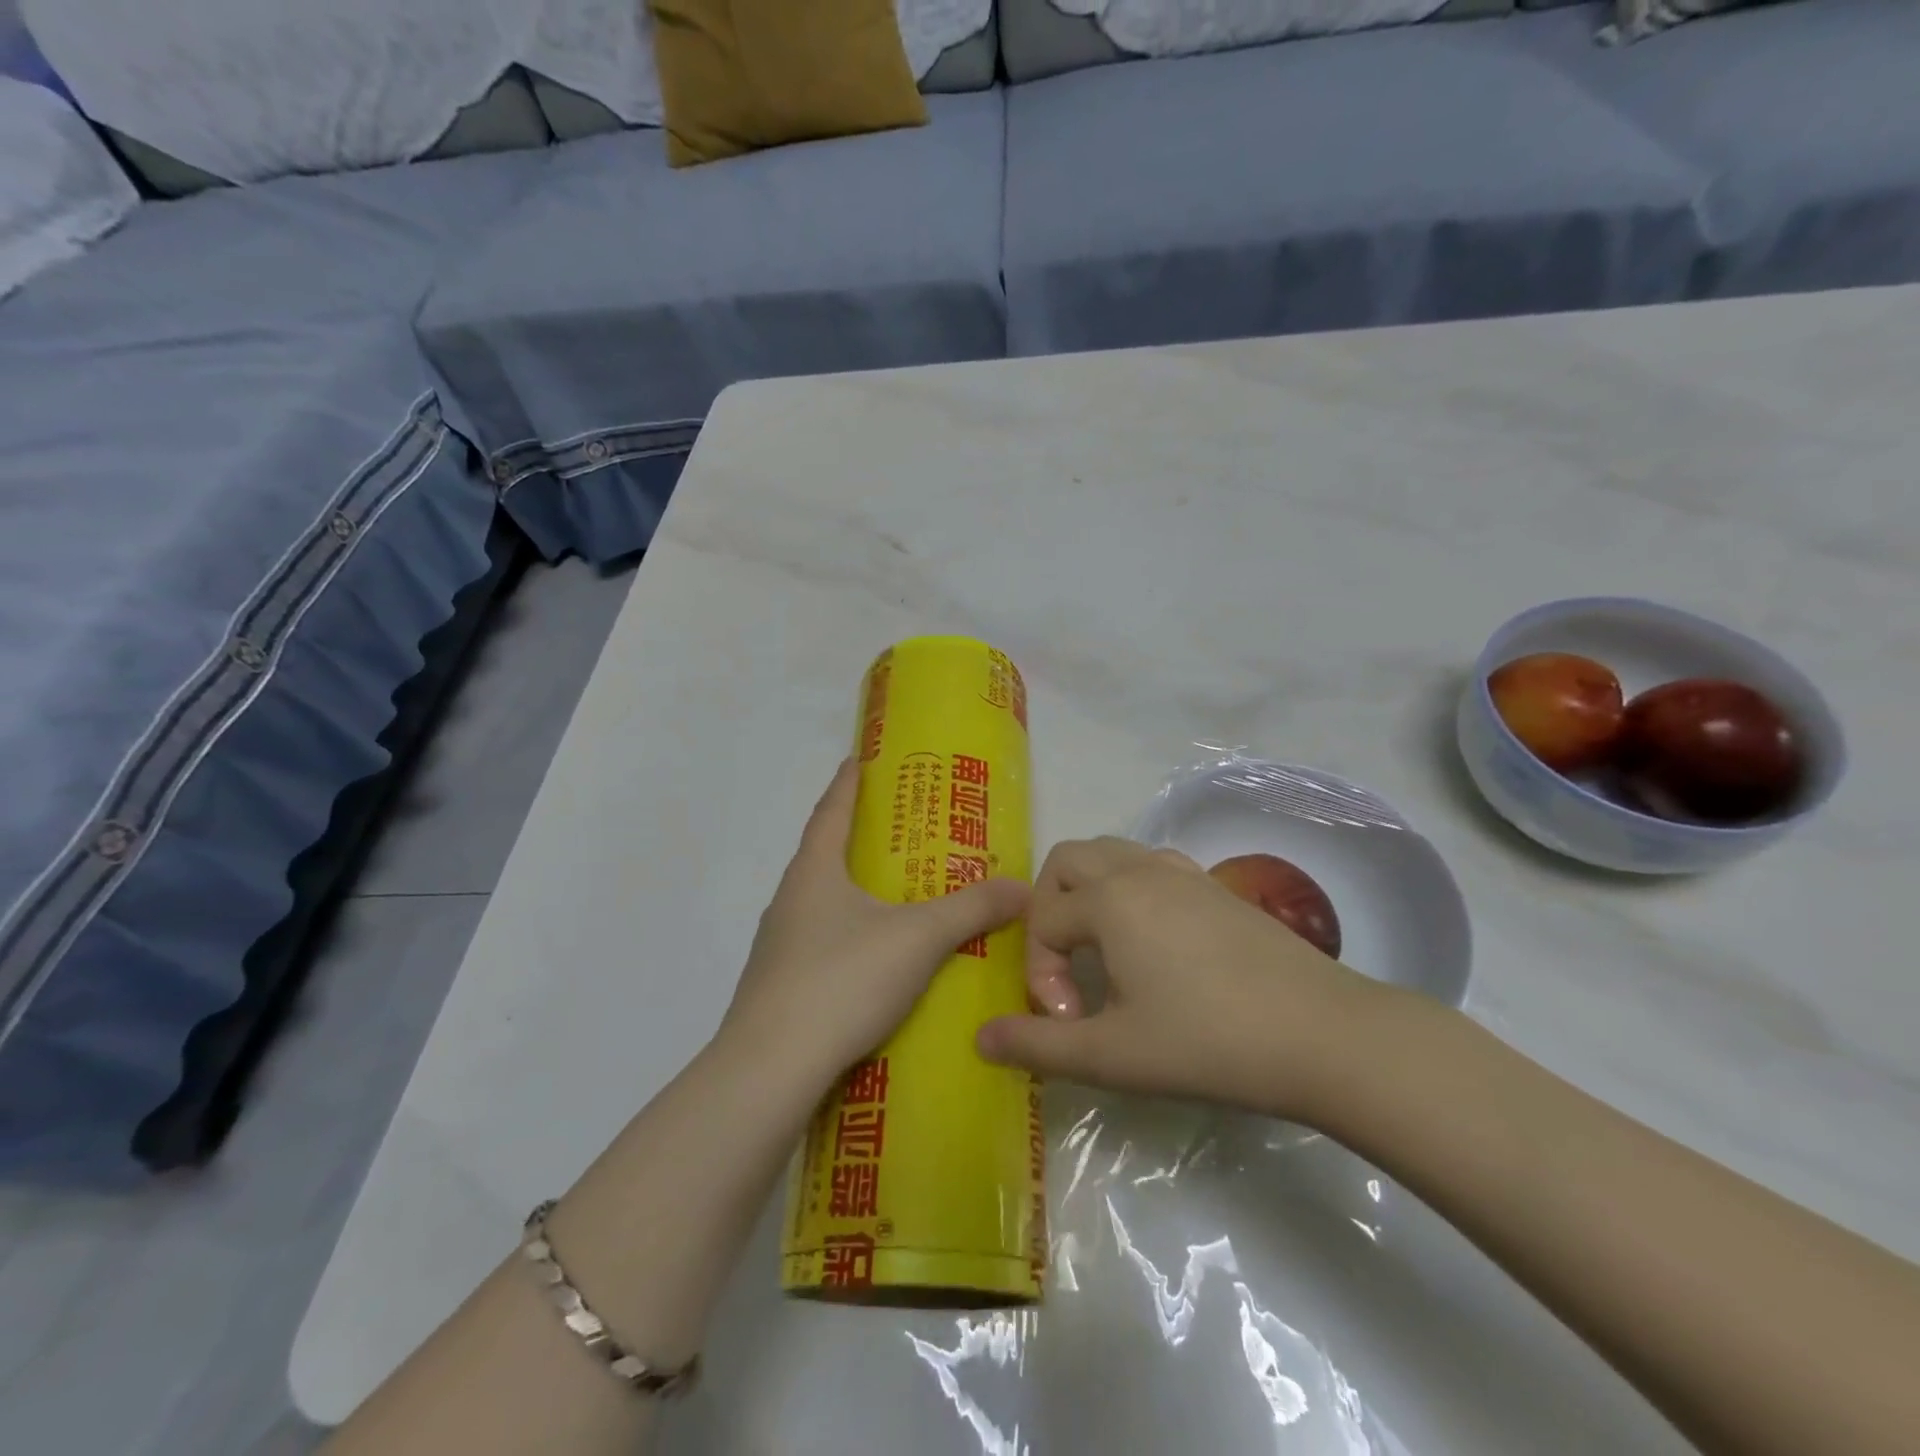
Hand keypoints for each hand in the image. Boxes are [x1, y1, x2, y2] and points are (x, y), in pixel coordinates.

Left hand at [720, 759, 1028, 1092]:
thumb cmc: (842, 979)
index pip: (831, 811)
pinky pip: (820, 946)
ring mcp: (778, 947)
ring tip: (893, 898)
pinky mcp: (780, 988)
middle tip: (898, 833)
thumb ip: (971, 910)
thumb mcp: (918, 938)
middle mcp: (789, 901)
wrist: (770, 1069)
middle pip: (823, 855)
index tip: (859, 759)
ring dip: (852, 893)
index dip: (848, 782)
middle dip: (857, 839)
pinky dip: (848, 938)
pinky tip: (875, 963)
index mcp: (813, 872)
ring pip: (821, 904)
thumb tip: (1023, 886)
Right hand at [976, 837, 1382, 1121]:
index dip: (1040, 974)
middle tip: (1065, 964)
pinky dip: (1130, 890)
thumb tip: (981, 1037)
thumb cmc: (1208, 1043)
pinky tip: (1152, 944)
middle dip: (1047, 908)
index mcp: (1109, 900)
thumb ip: (1039, 1045)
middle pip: (1066, 860)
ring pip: (1111, 854)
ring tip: (1103, 951)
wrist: (1324, 1035)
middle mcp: (1139, 870)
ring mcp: (1183, 873)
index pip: (1043, 921)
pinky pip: (1151, 866)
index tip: (1069, 1021)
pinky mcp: (1216, 887)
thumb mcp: (1113, 1055)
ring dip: (1088, 893)